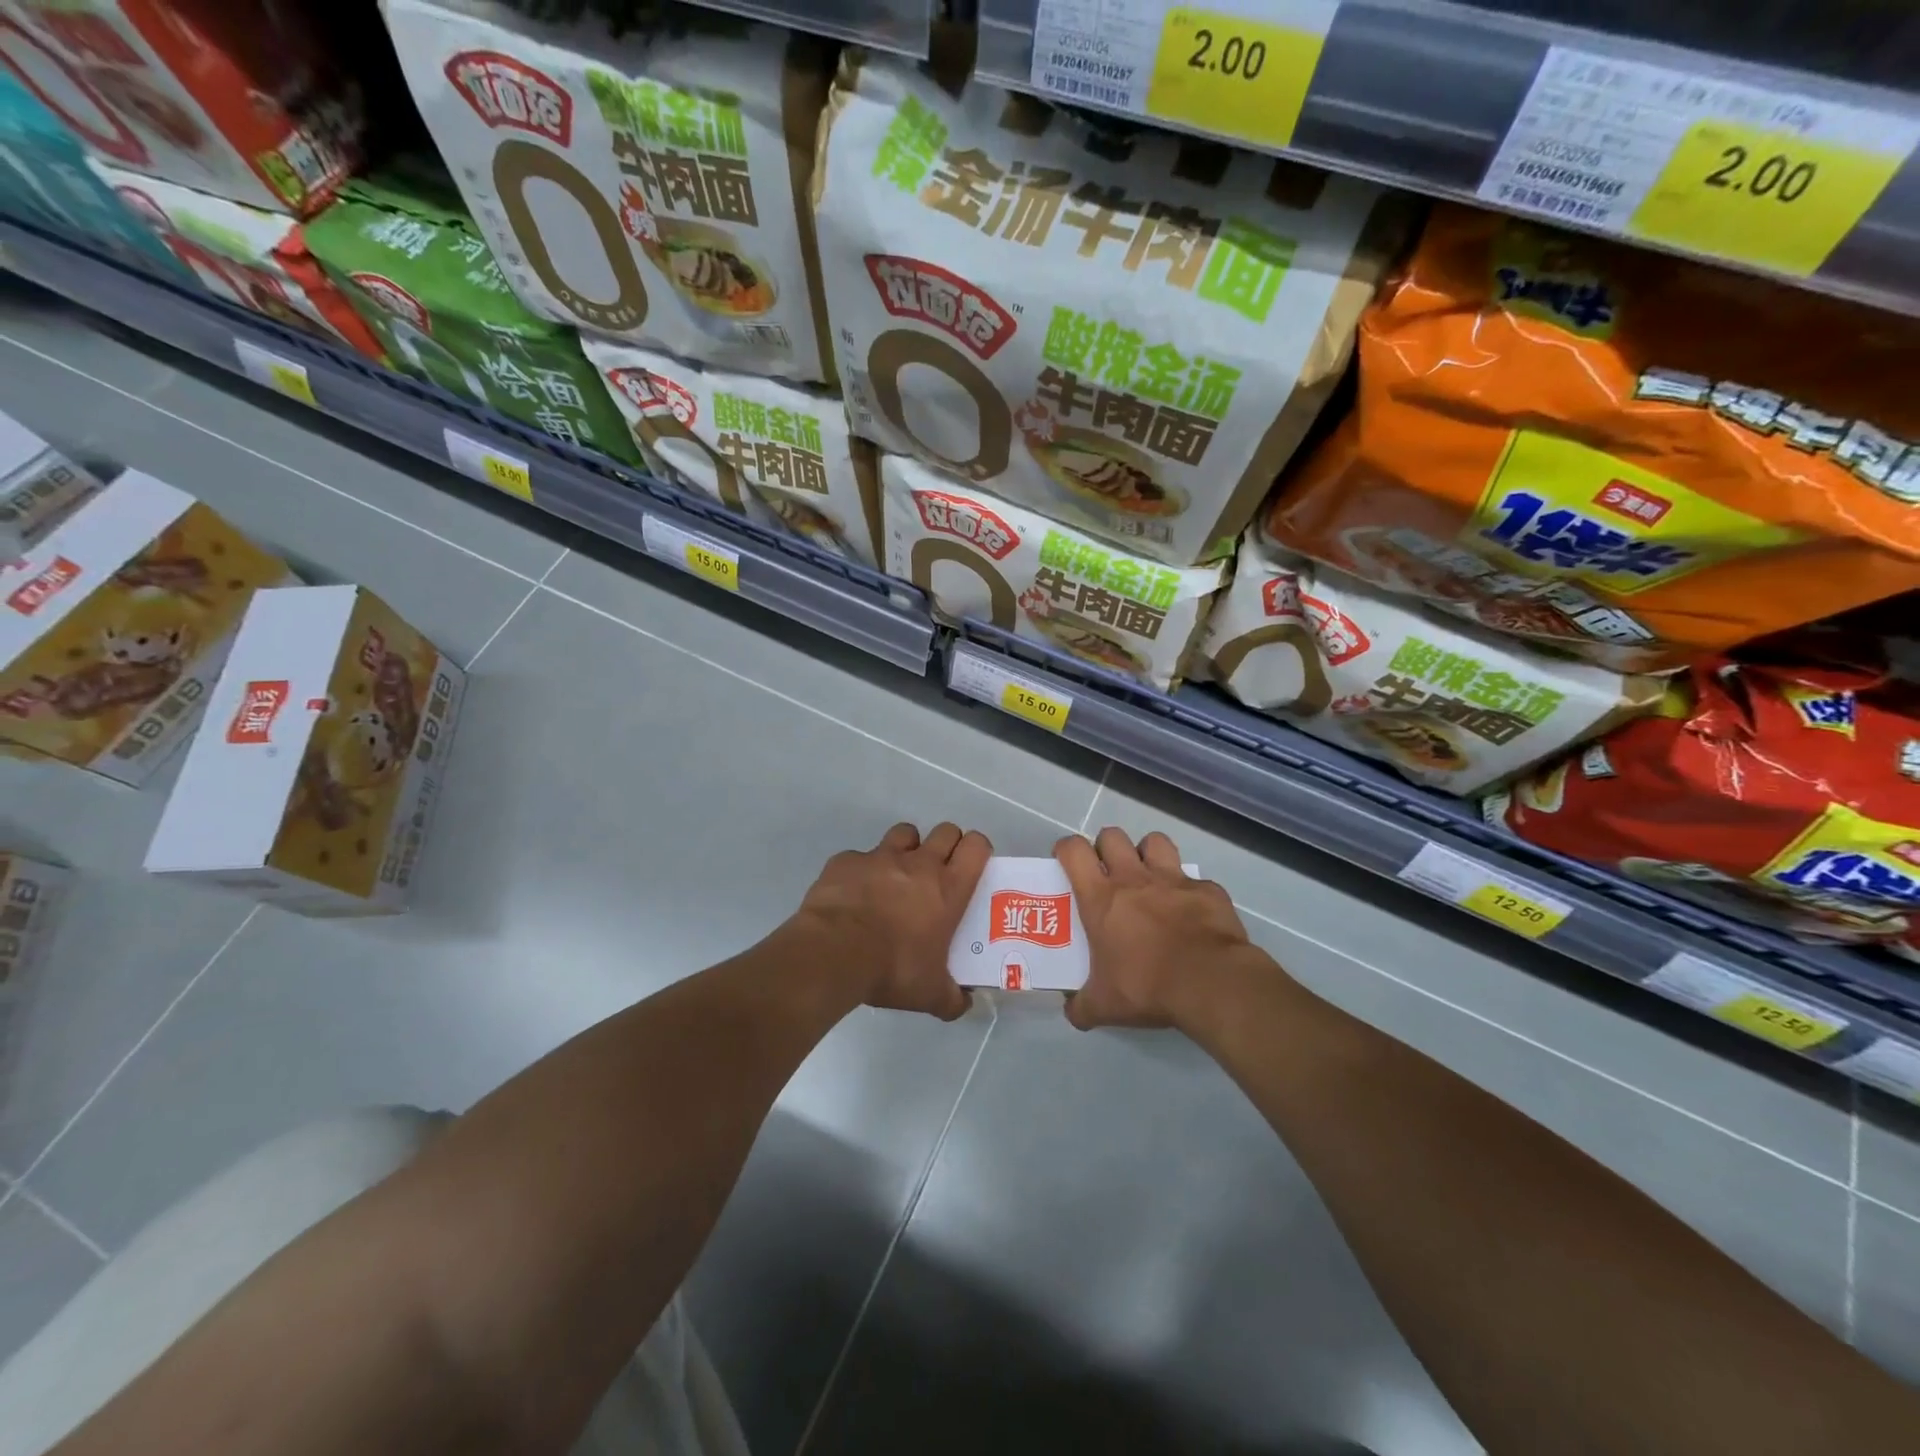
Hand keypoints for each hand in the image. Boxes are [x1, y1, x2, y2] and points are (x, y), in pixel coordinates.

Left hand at [795, 822, 990, 1020]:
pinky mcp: (846, 861)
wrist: (833, 954)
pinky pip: (859, 856)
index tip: (972, 867)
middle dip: (946, 845)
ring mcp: (880, 857)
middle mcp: (919, 864)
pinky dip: (861, 870)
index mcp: (948, 888)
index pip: (976, 846)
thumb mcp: (930, 994)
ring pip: (904, 833)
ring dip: (906, 848)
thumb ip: (952, 998)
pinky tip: (854, 894)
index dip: (978, 850)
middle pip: (945, 831)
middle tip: (938, 873)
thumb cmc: (892, 969)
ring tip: (897, 876)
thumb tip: (964, 1004)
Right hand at [1056, 827, 1265, 1030]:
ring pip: (1155, 842)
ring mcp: (1174, 879)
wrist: (1211, 983)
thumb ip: (1082, 1006)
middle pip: (1112, 836)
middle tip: (1108, 873)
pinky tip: (1191, 913)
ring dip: (1148, 854)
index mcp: (1101, 897)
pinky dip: (1190, 891)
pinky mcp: (1208, 890)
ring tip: (1149, 878)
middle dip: (1106, 848)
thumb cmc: (1147, 986)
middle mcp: (1134, 878)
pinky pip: (1195, 880)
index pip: (1074, 850)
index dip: (1065, 849)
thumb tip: (1071, 1013)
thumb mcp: (1104, 1006)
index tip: (1065, 863)